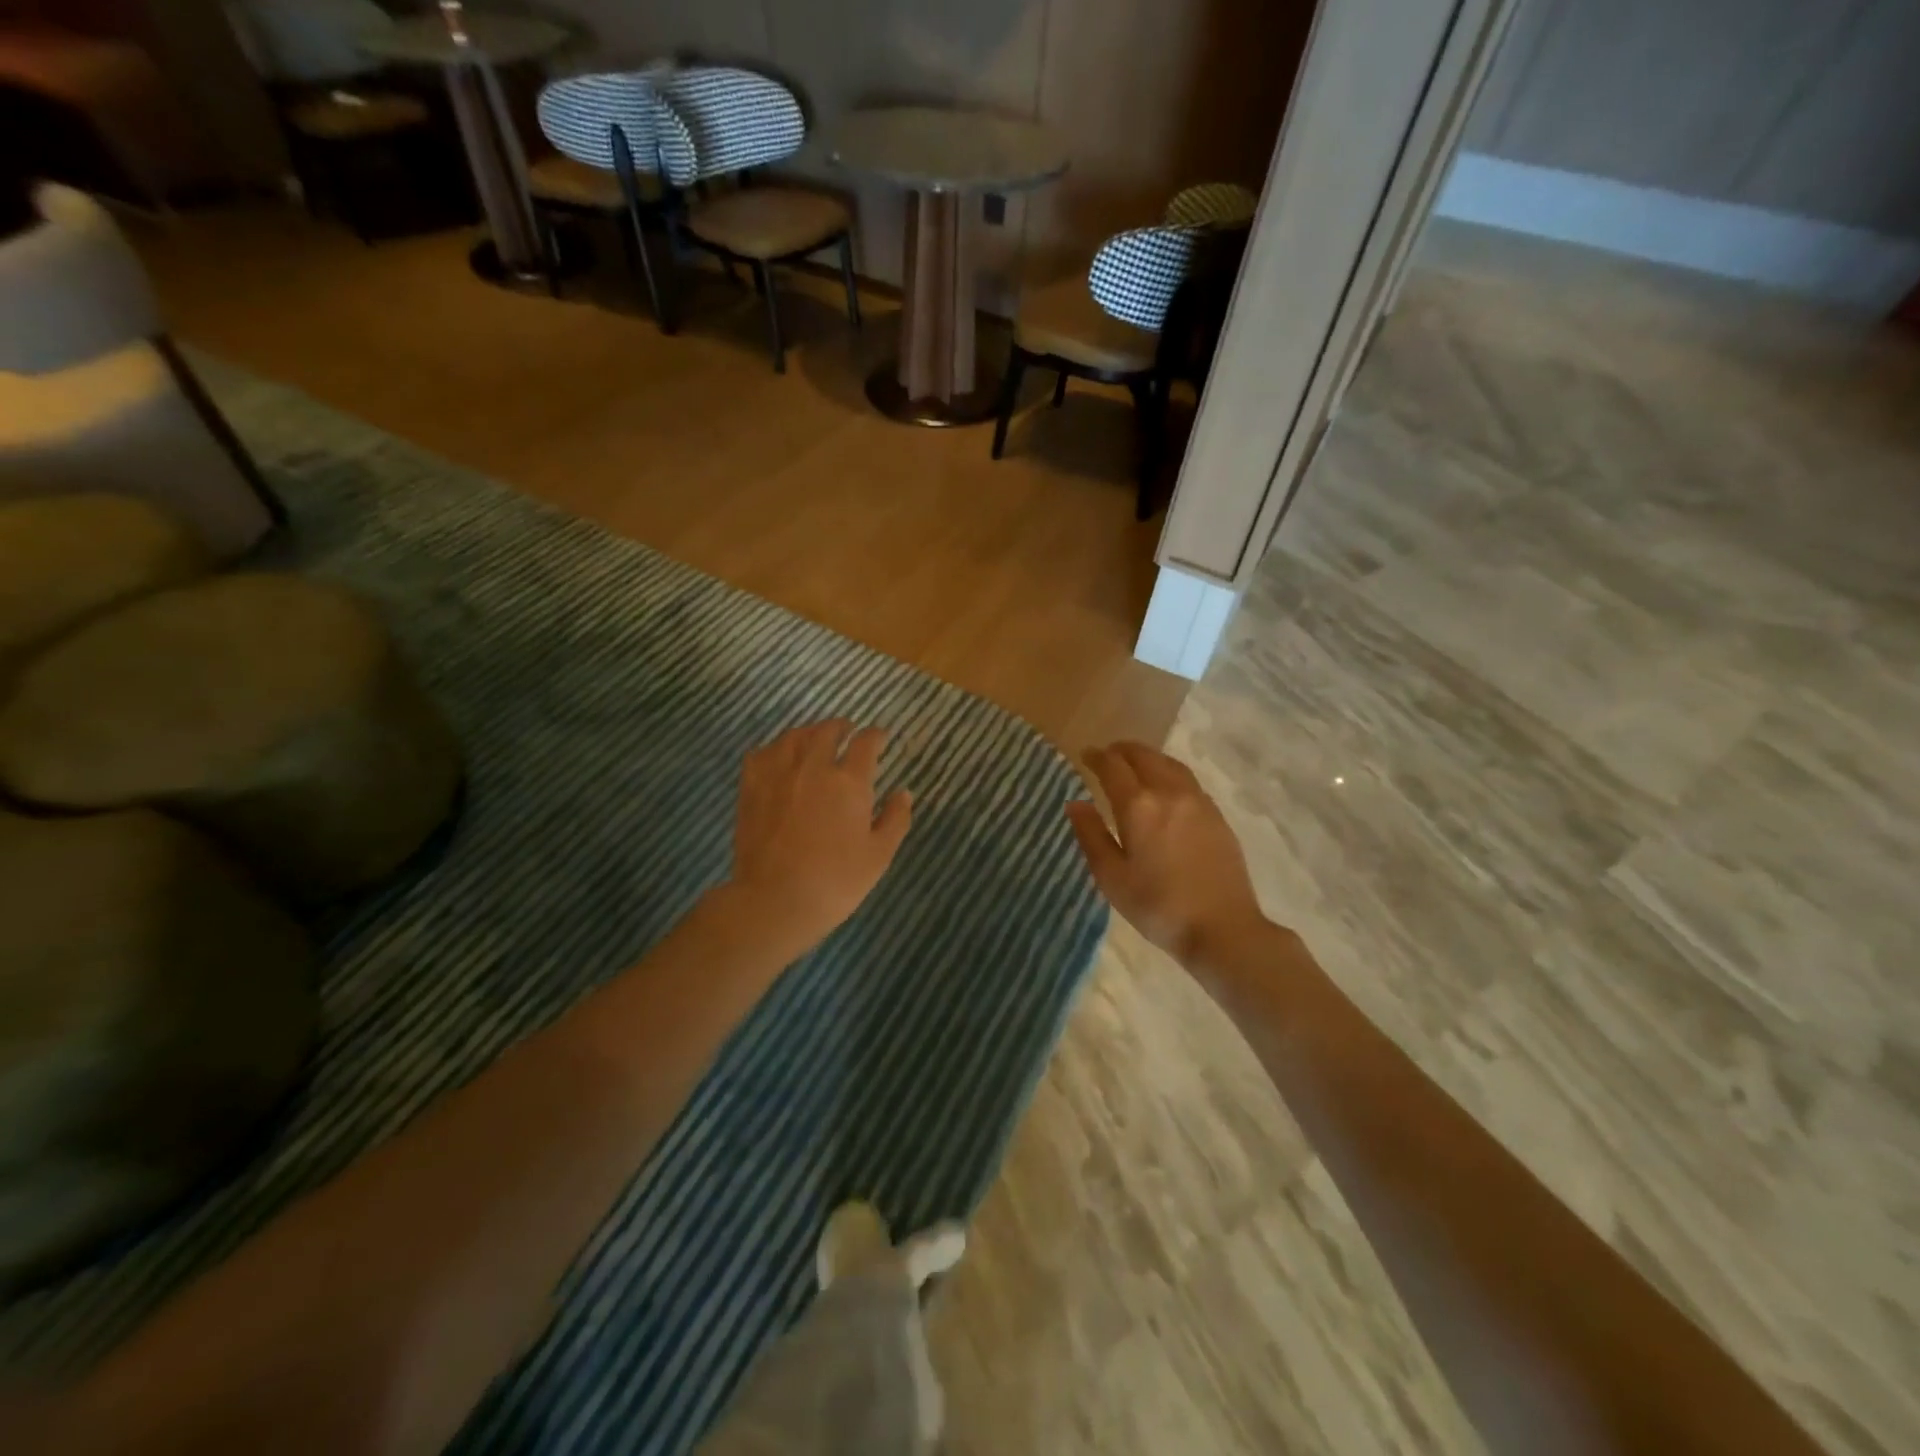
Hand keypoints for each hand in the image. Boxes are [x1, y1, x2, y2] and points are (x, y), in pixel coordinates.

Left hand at [727, 720, 912, 955]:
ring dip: (810, 732)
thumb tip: (903, 792)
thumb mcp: (879, 855)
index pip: (866, 743)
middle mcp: (814, 767)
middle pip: (827, 731)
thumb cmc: (835, 881)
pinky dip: (776, 748)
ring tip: (816, 738)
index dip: (876, 736)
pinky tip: (780, 756)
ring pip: (794, 736)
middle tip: (848, 731)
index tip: (881, 737)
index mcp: (850, 782)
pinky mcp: (751, 786)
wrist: (774, 900)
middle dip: (841, 727)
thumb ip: (895, 819)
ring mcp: (778, 774)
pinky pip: (762, 752)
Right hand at [1066, 743, 1271, 968]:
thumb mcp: (1111, 877)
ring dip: (1147, 757)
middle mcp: (1169, 793)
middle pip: (1143, 756)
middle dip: (1121, 751)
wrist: (1222, 928)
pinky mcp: (1216, 815)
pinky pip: (1187, 780)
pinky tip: (1165, 787)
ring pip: (1169, 764)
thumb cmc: (1158, 907)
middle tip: (1107, 755)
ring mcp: (1198, 801)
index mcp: (1138, 806)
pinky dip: (1168, 771)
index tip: (1085, 755)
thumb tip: (1075, 803)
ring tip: (1134, 763)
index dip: (1096, 757)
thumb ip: (1091, 835)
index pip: (1112, 767)